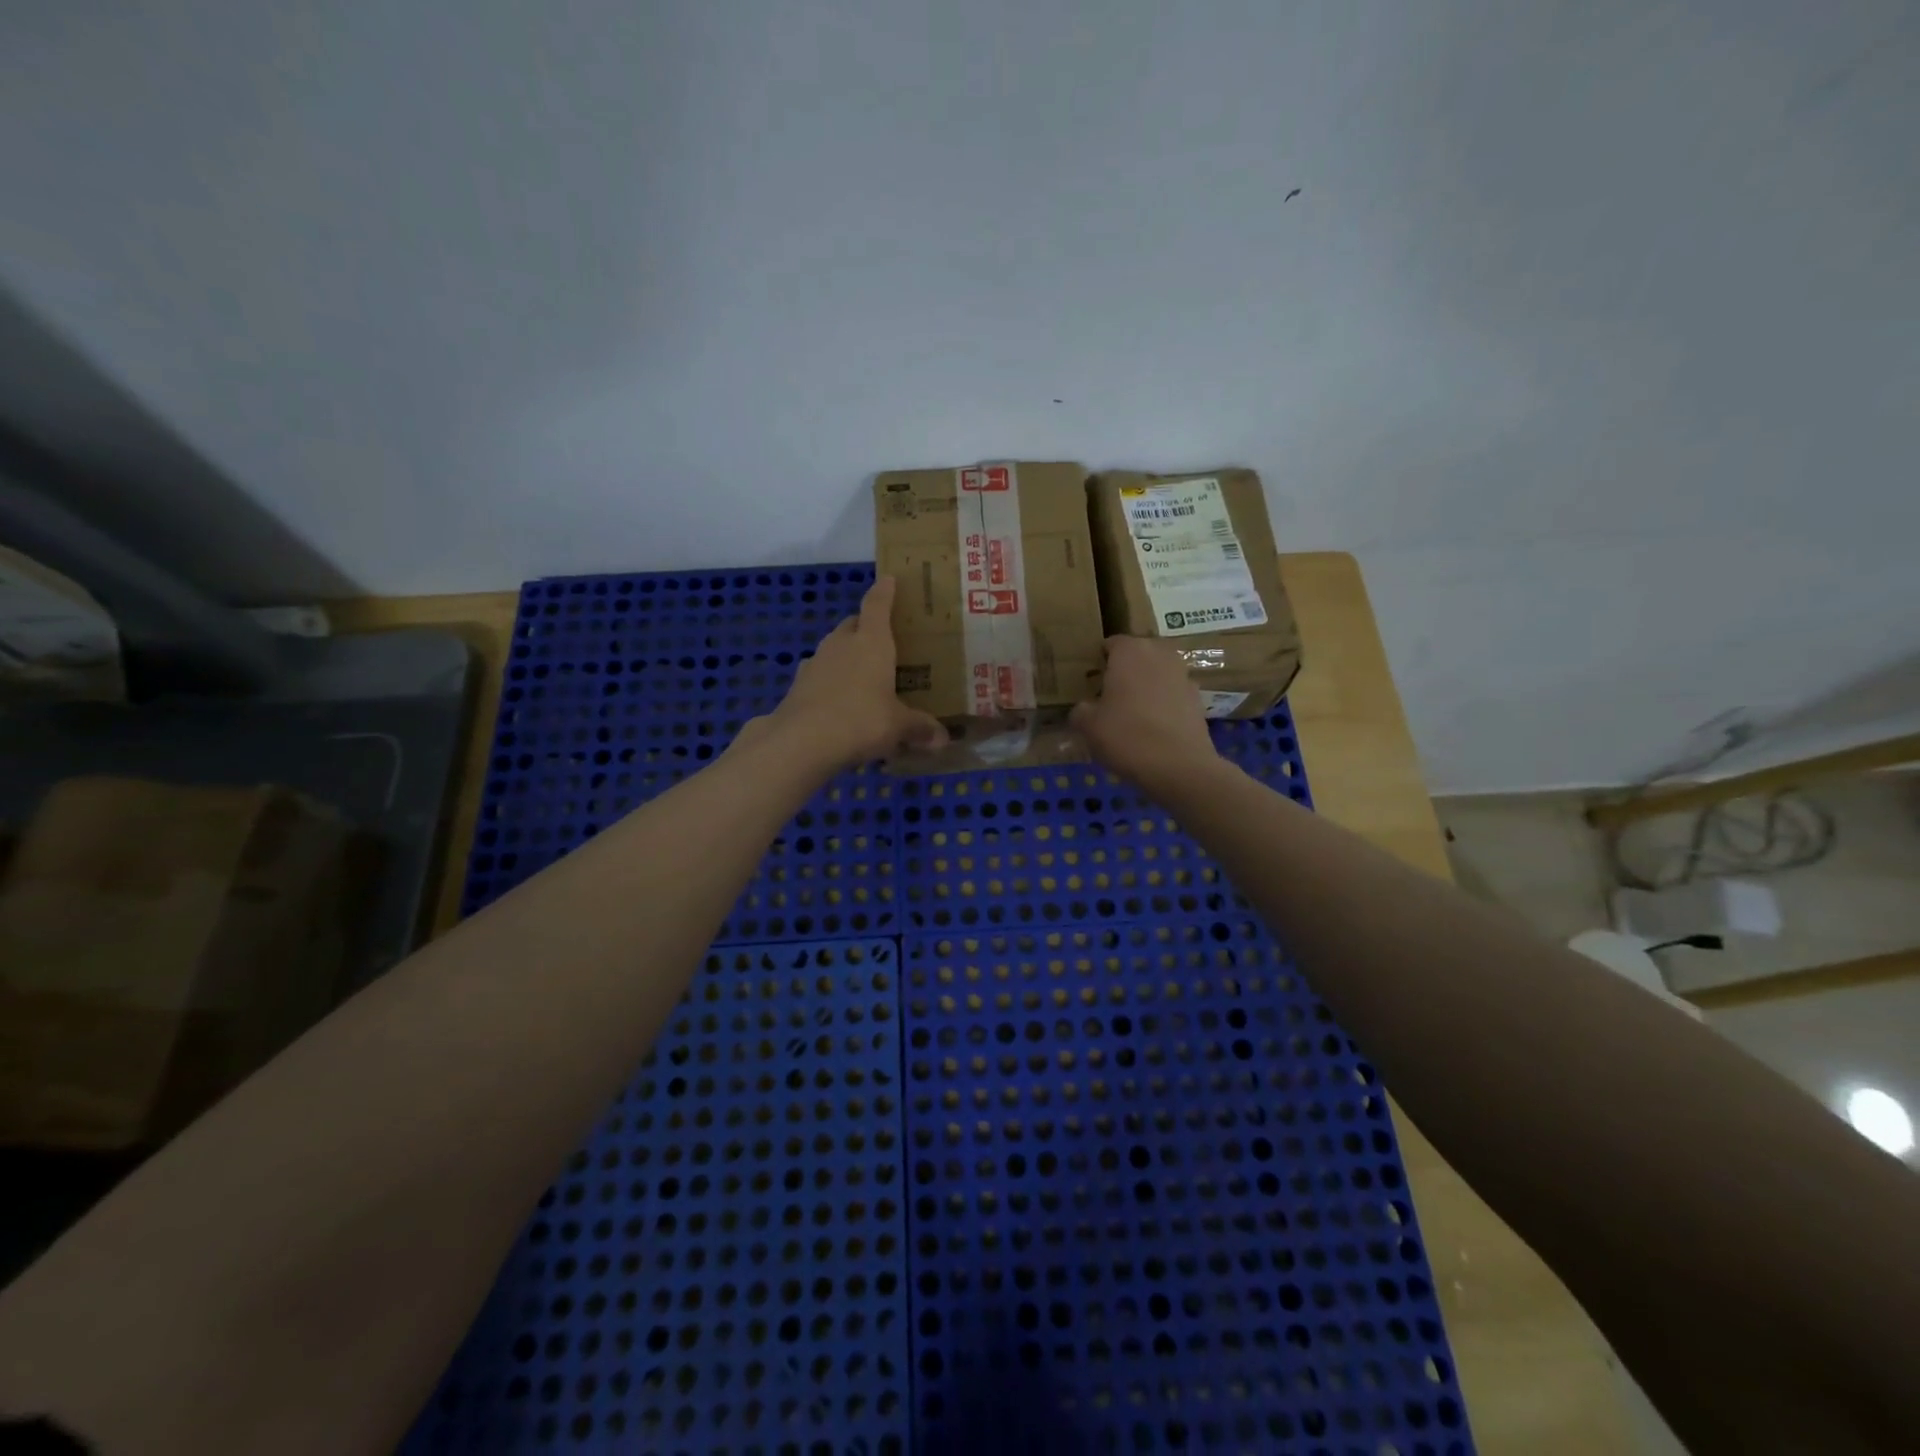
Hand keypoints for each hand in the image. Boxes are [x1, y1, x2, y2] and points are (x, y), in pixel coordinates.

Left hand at [758, 576, 946, 770]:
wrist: (802, 741)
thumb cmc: (862, 720)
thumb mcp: (898, 727)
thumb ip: (920, 729)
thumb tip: (943, 739)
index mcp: (872, 642)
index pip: (877, 605)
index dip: (884, 591)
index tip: (888, 579)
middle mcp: (842, 644)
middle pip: (853, 624)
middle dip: (865, 625)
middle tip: (881, 638)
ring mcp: (815, 663)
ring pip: (833, 648)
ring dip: (845, 654)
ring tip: (860, 673)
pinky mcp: (798, 685)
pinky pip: (819, 675)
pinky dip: (829, 681)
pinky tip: (837, 700)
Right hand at [1070, 636, 1220, 789]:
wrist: (1179, 766)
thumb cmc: (1126, 736)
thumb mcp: (1087, 725)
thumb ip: (1081, 709)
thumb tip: (1085, 708)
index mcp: (1130, 651)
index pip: (1111, 643)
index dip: (1099, 661)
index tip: (1090, 681)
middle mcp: (1160, 654)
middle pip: (1138, 655)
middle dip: (1124, 670)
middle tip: (1109, 695)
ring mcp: (1183, 675)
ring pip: (1157, 673)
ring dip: (1146, 685)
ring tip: (1131, 712)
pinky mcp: (1198, 699)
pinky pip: (1172, 694)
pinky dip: (1163, 704)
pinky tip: (1153, 728)